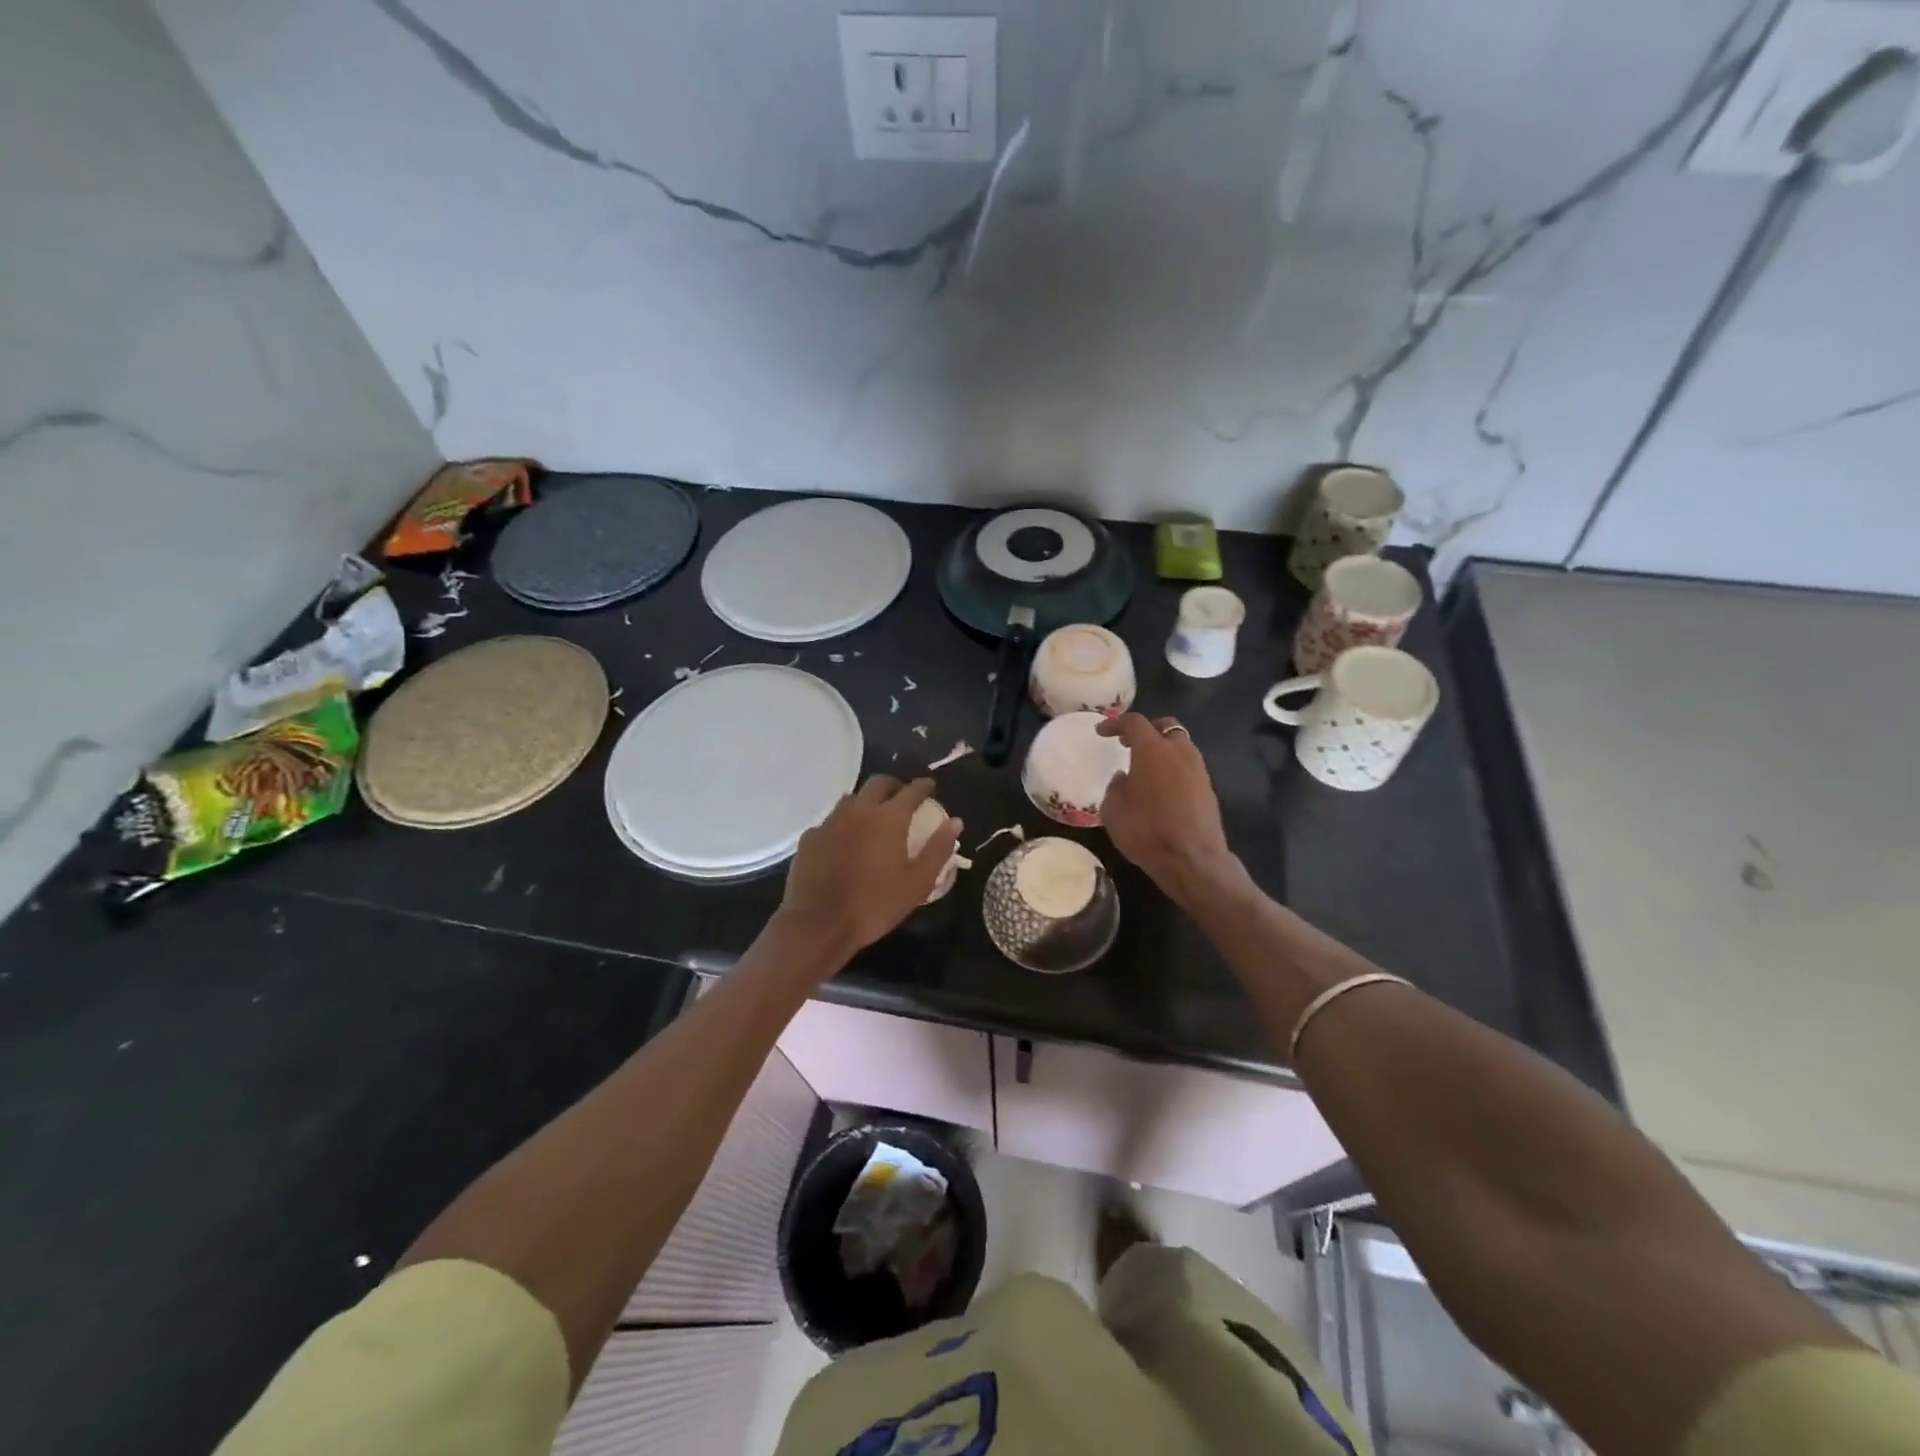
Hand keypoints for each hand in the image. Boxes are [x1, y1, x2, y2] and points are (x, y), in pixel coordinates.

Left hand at [777, 777, 961, 959]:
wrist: (818, 924)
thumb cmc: (875, 905)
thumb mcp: (918, 883)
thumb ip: (938, 849)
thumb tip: (955, 822)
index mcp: (888, 818)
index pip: (911, 790)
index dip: (923, 786)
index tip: (930, 787)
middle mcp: (858, 810)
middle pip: (878, 784)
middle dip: (894, 786)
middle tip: (902, 798)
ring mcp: (830, 821)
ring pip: (852, 799)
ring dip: (867, 802)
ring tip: (874, 819)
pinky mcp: (810, 837)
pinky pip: (831, 821)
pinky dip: (843, 824)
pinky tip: (845, 842)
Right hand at [1097, 714, 1238, 902]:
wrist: (1192, 860)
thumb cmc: (1146, 832)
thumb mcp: (1113, 810)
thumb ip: (1116, 787)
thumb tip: (1125, 778)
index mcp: (1152, 750)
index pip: (1134, 722)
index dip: (1115, 723)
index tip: (1102, 732)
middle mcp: (1179, 751)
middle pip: (1165, 726)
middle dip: (1146, 730)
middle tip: (1128, 743)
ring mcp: (1198, 769)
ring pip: (1180, 745)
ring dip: (1162, 749)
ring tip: (1145, 766)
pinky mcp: (1208, 787)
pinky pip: (1188, 766)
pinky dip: (1173, 767)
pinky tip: (1161, 786)